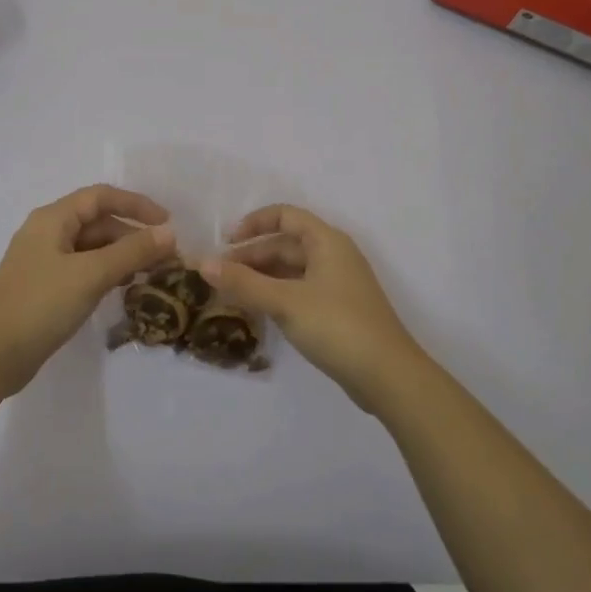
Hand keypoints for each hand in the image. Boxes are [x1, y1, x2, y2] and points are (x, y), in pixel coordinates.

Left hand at [0, 184, 176, 397]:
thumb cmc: (40, 305)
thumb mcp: (91, 275)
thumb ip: (132, 252)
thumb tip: (169, 232)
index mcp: (53, 219)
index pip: (101, 197)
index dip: (136, 205)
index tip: (168, 223)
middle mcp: (47, 233)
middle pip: (98, 222)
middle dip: (133, 235)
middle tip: (166, 258)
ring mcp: (44, 262)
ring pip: (92, 248)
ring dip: (122, 256)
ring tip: (151, 274)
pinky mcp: (45, 288)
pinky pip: (83, 269)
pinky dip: (106, 273)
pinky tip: (123, 289)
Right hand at [200, 204, 427, 411]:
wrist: (388, 376)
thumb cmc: (337, 326)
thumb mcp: (284, 302)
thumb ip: (243, 283)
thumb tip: (202, 264)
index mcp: (326, 241)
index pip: (285, 215)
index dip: (254, 223)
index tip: (226, 243)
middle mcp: (334, 255)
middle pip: (286, 243)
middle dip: (252, 256)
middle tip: (220, 275)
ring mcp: (339, 284)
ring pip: (293, 269)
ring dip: (263, 277)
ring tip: (233, 293)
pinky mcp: (339, 310)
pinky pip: (301, 290)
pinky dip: (278, 294)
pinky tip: (260, 311)